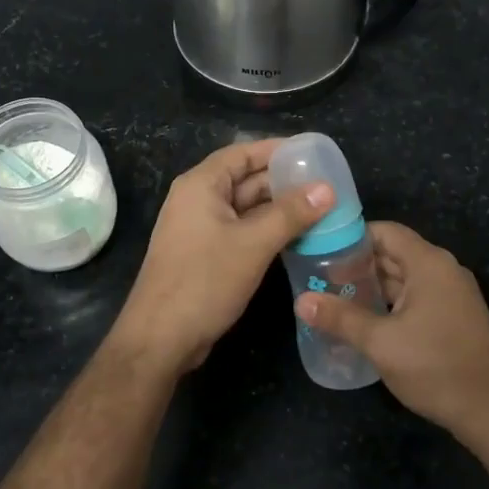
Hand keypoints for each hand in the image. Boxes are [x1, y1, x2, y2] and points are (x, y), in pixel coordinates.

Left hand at [109, 139, 331, 378]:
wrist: (161, 338)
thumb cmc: (204, 281)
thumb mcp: (254, 244)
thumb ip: (291, 213)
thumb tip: (328, 189)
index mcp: (201, 185)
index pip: (243, 153)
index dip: (277, 150)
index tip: (312, 153)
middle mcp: (197, 200)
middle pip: (245, 179)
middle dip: (284, 182)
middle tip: (326, 186)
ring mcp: (200, 229)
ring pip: (246, 209)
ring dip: (279, 209)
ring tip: (320, 210)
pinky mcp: (205, 254)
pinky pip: (241, 231)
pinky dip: (267, 231)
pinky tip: (297, 238)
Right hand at [295, 222, 488, 450]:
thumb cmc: (436, 367)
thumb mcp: (381, 343)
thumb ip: (340, 318)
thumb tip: (300, 301)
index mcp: (429, 263)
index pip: (386, 231)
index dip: (352, 236)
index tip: (321, 248)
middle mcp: (443, 270)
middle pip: (394, 253)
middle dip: (358, 263)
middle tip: (319, 275)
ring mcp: (451, 294)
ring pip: (404, 278)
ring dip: (373, 286)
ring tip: (334, 297)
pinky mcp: (454, 317)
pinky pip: (416, 296)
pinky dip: (390, 302)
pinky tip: (364, 319)